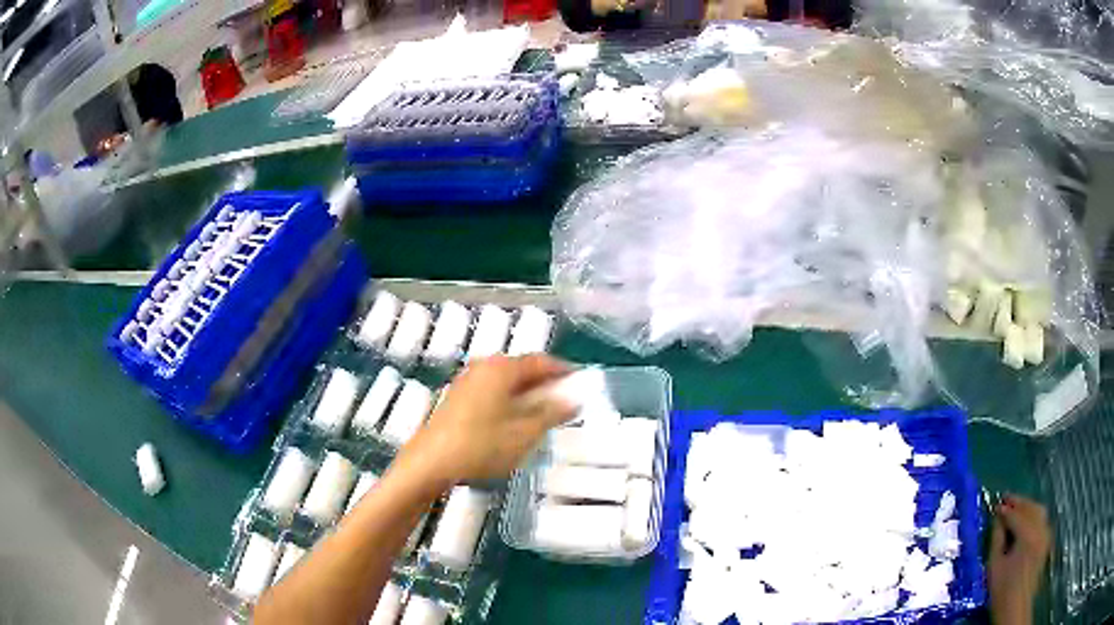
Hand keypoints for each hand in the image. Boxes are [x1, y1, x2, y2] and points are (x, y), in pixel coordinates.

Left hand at [395, 355, 574, 489]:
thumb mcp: (525, 433)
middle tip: (564, 402)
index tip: (581, 383)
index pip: (541, 361)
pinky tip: (513, 423)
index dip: (564, 371)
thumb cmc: (481, 446)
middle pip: (522, 369)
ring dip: (527, 394)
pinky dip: (509, 401)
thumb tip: (573, 399)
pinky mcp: (457, 398)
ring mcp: (467, 381)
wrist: (430, 462)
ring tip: (543, 416)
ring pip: (506, 382)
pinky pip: (492, 391)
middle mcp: (483, 367)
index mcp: (502, 368)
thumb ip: (552, 413)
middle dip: (545, 384)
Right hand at [989, 495, 1051, 624]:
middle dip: (1019, 503)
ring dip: (1028, 507)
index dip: (1005, 509)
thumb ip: (997, 539)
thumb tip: (998, 520)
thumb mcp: (995, 567)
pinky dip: (1034, 515)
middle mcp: (1041, 529)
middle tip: (1006, 500)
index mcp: (1028, 535)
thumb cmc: (1002, 591)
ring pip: (1039, 511)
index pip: (1016, 515)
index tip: (995, 505)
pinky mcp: (1047, 541)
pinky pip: (1042, 520)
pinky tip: (1026, 521)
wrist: (1016, 608)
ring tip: (1016, 508)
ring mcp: (1046, 534)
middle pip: (1031, 508)